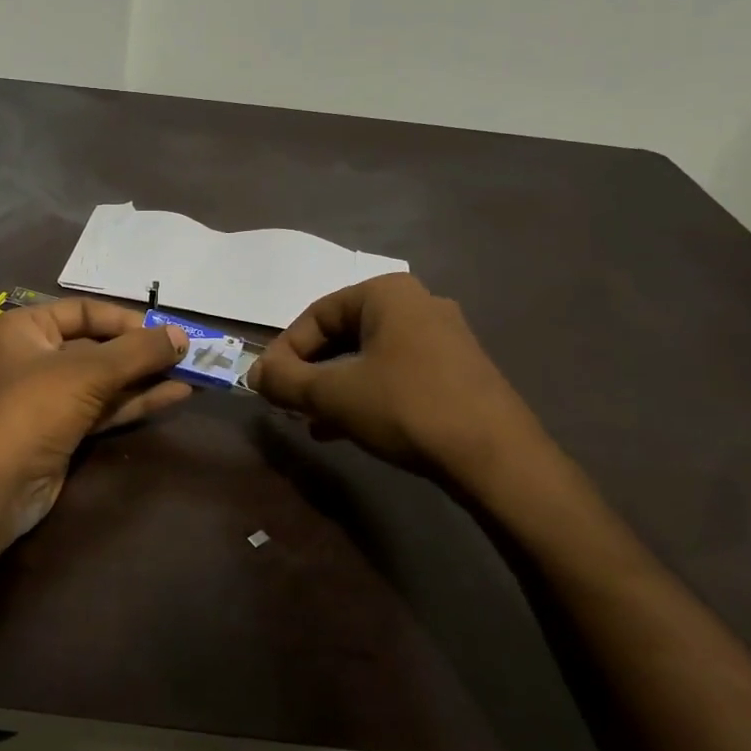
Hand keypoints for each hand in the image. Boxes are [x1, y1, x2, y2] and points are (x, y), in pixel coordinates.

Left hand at [0, 299, 190, 545]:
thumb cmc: (34, 410)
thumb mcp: (88, 372)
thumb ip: (138, 351)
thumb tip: (182, 335)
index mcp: (25, 328)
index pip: (85, 311)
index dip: (127, 320)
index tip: (166, 332)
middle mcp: (35, 356)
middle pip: (98, 345)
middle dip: (142, 351)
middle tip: (188, 354)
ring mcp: (49, 396)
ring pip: (105, 379)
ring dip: (146, 377)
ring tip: (193, 373)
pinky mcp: (62, 429)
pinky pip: (104, 407)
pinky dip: (136, 401)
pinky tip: (175, 395)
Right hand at [247, 273, 548, 493]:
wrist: (496, 457)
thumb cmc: (406, 408)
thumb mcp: (333, 395)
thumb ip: (285, 380)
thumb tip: (254, 373)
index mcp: (386, 294)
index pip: (316, 315)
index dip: (284, 351)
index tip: (266, 385)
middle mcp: (417, 304)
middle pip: (342, 334)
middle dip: (309, 371)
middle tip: (287, 402)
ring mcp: (442, 338)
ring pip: (368, 357)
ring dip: (333, 387)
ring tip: (310, 421)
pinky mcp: (456, 370)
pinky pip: (395, 373)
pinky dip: (364, 394)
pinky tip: (345, 429)